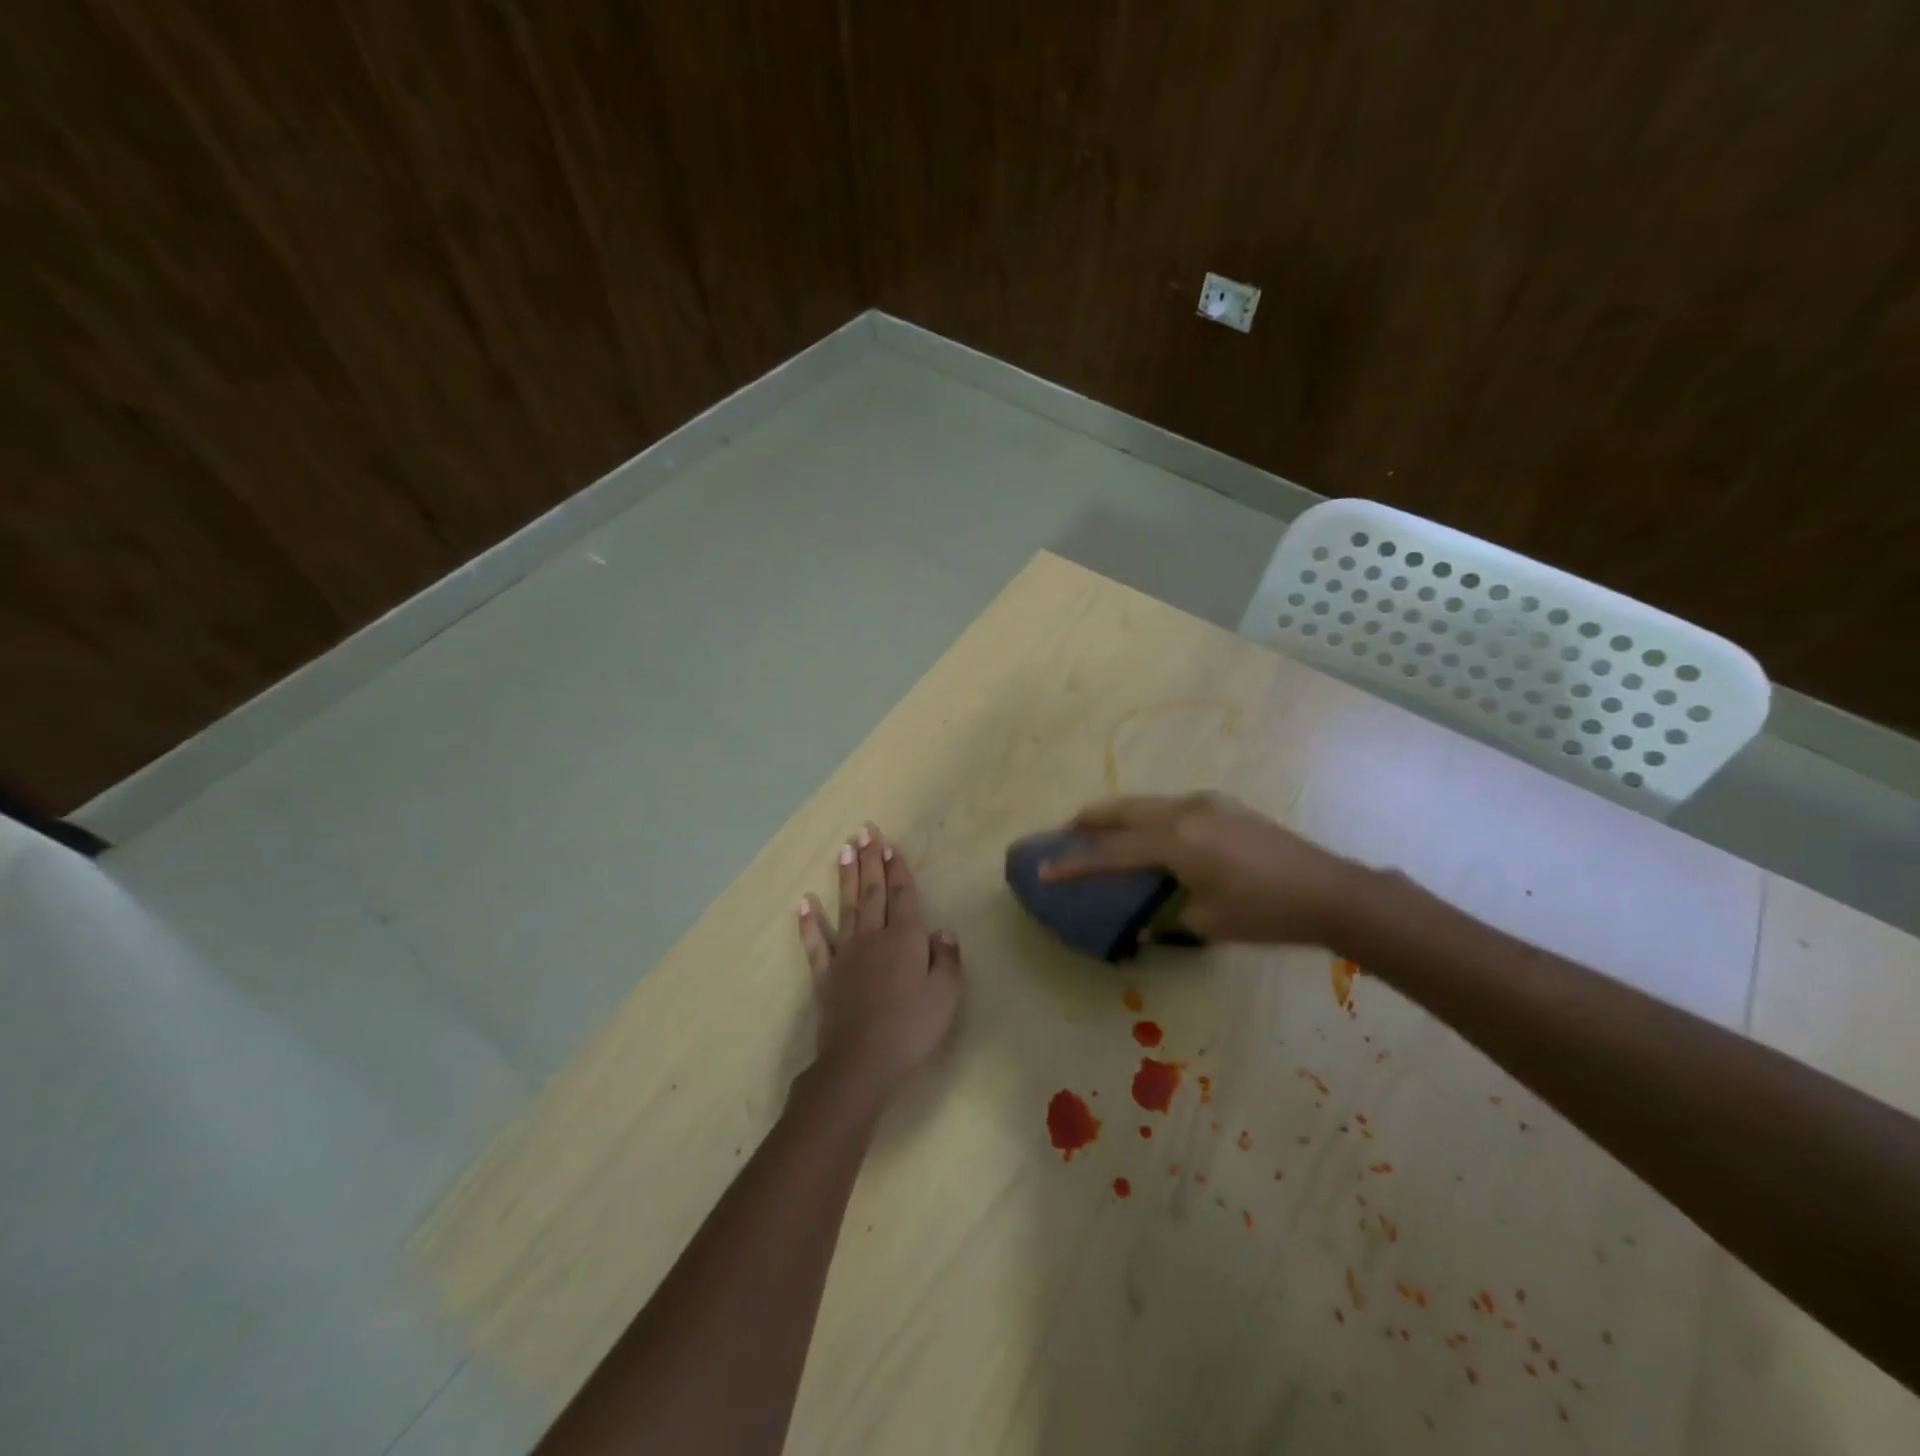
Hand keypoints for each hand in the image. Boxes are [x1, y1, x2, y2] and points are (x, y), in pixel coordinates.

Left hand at [797, 824, 962, 1103]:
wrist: (861, 1061)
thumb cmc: (910, 1027)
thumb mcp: (945, 995)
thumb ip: (946, 958)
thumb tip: (941, 930)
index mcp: (905, 938)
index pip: (903, 895)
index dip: (898, 870)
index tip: (891, 845)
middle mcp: (874, 937)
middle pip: (872, 891)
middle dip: (870, 860)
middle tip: (865, 831)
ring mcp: (846, 954)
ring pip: (847, 907)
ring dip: (845, 877)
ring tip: (843, 850)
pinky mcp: (826, 975)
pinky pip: (816, 943)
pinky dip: (810, 923)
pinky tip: (804, 903)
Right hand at [1041, 793, 1370, 946]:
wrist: (1330, 891)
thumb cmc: (1265, 913)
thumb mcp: (1207, 922)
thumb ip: (1165, 914)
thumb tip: (1144, 917)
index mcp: (1177, 842)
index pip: (1111, 852)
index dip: (1074, 862)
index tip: (1043, 868)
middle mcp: (1185, 811)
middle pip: (1122, 810)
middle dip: (1089, 820)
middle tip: (1065, 833)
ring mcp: (1206, 802)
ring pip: (1146, 803)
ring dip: (1118, 816)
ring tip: (1100, 832)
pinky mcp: (1223, 805)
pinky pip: (1169, 806)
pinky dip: (1146, 817)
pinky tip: (1148, 834)